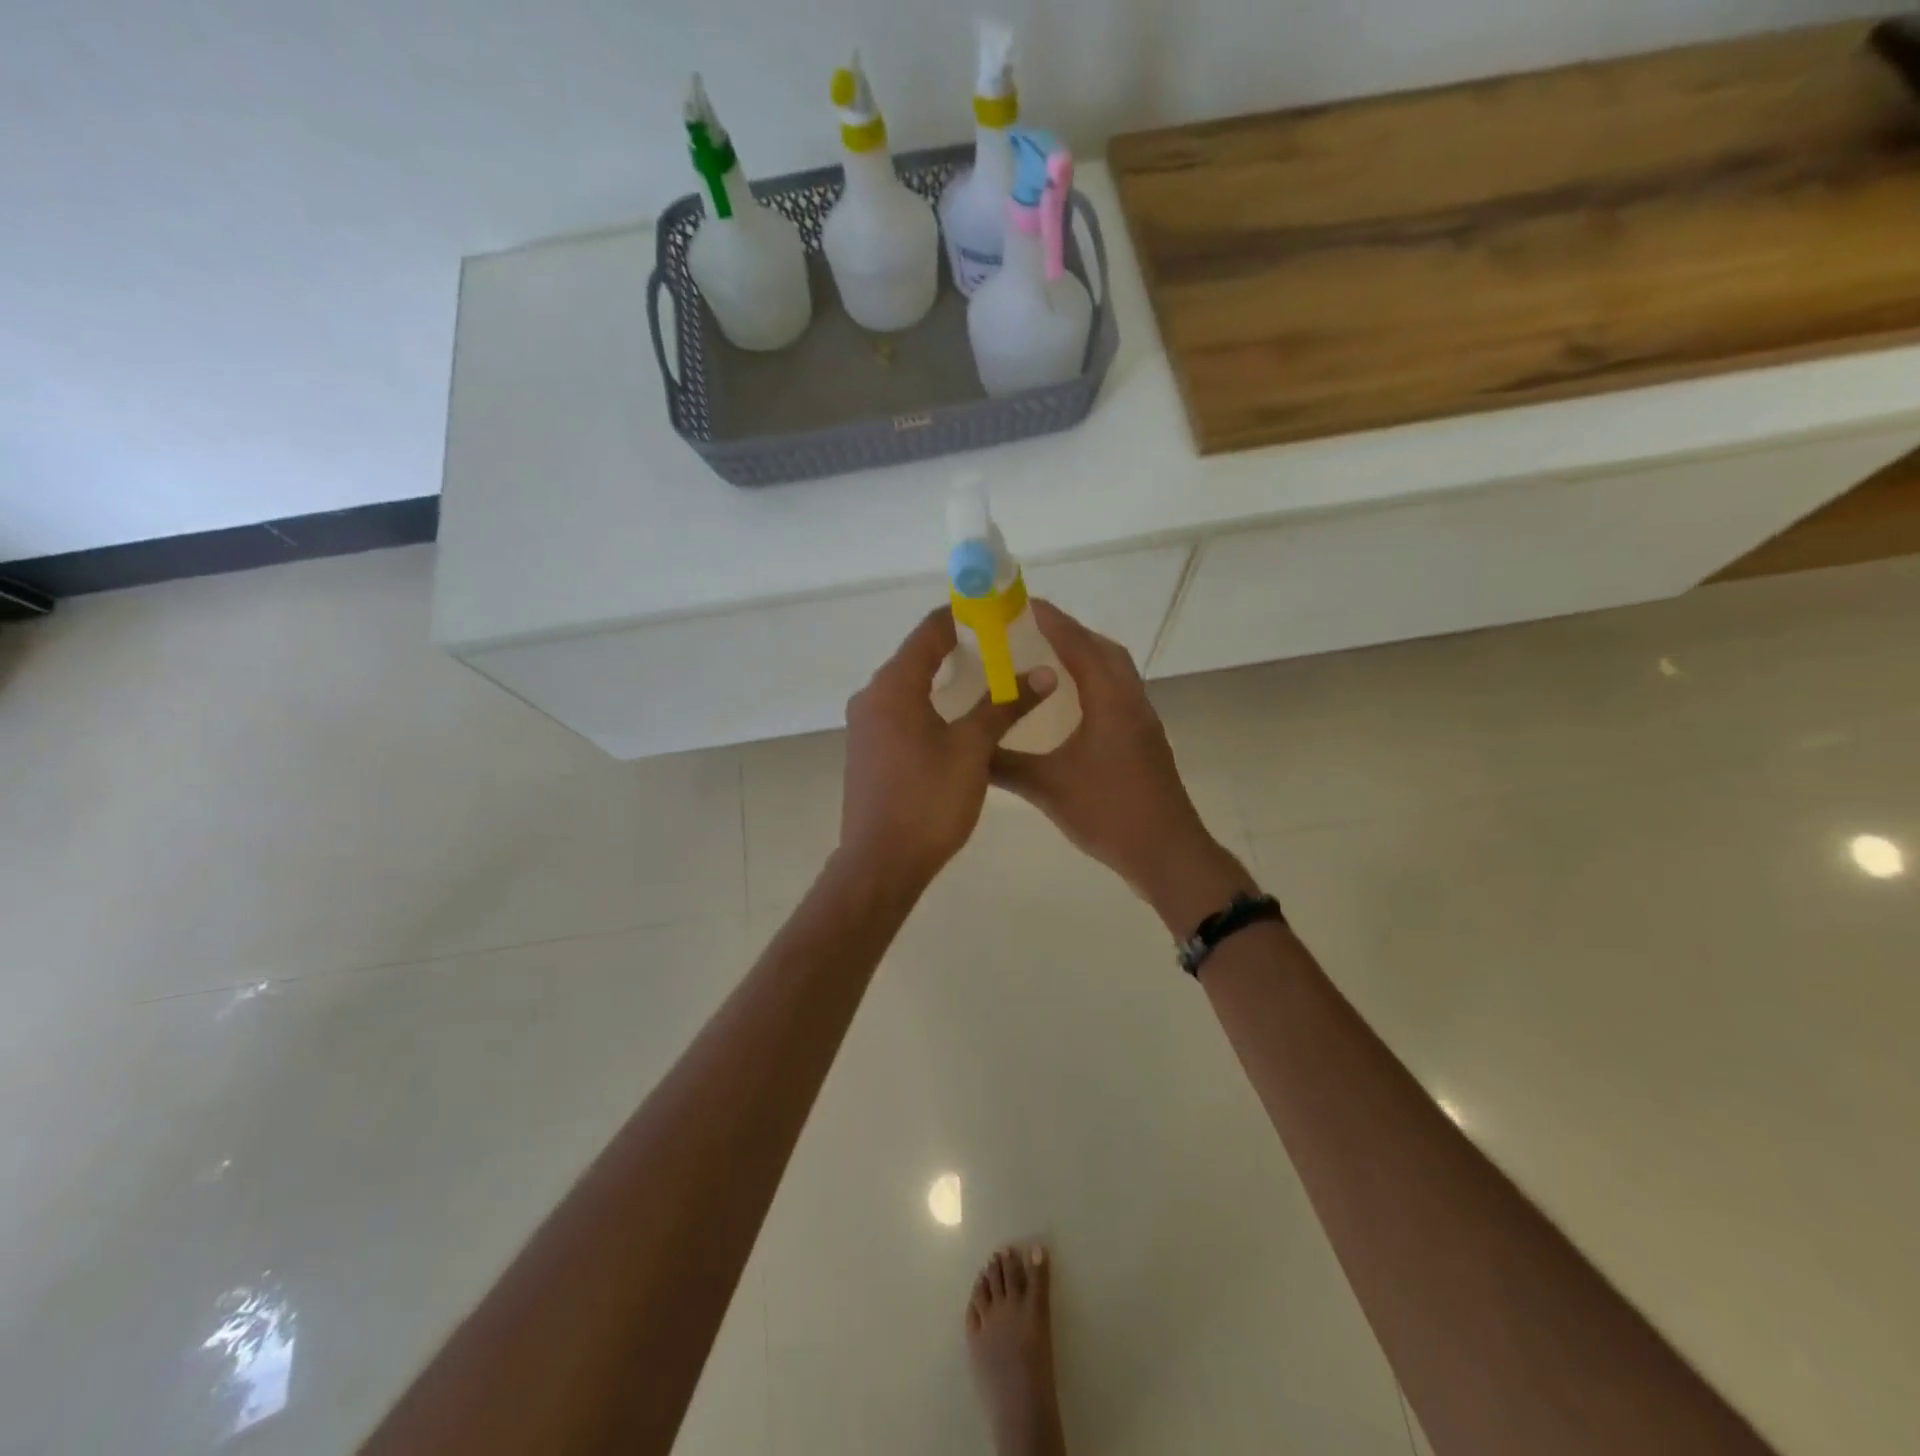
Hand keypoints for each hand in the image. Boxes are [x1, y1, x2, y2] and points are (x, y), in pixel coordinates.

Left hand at [839, 608, 1055, 894]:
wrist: (881, 862)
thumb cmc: (928, 799)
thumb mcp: (972, 748)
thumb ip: (1005, 705)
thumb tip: (1044, 673)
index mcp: (893, 686)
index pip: (928, 632)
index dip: (960, 617)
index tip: (993, 611)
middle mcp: (871, 697)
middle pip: (915, 657)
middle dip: (955, 646)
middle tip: (999, 645)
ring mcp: (865, 726)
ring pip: (907, 686)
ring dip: (942, 677)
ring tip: (985, 677)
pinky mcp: (867, 751)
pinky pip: (900, 711)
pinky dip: (928, 703)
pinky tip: (956, 717)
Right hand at [990, 600, 1254, 933]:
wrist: (1166, 852)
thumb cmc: (1109, 813)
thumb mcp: (1048, 788)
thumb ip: (1005, 765)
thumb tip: (967, 750)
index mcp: (1110, 701)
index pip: (1079, 646)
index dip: (1052, 621)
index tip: (1023, 603)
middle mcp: (1131, 701)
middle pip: (1104, 651)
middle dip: (1070, 633)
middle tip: (1032, 629)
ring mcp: (1143, 721)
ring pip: (1116, 672)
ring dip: (1086, 656)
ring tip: (1048, 658)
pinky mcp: (1145, 740)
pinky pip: (1119, 693)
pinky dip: (1095, 682)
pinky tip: (1071, 703)